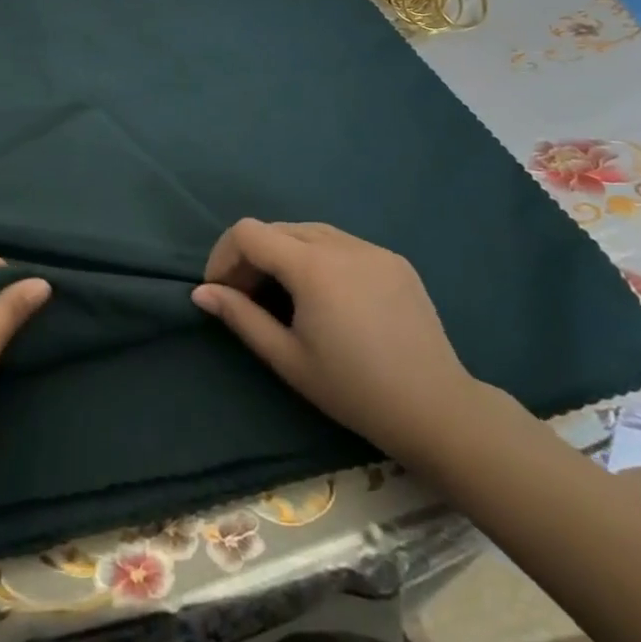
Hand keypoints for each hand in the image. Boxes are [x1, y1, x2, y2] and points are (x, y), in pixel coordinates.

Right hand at [191, 219, 481, 464]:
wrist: (440, 412)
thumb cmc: (355, 390)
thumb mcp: (288, 359)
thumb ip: (241, 317)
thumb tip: (201, 292)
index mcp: (312, 266)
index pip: (248, 233)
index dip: (224, 255)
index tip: (220, 291)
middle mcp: (341, 244)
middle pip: (276, 229)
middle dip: (251, 257)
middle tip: (246, 297)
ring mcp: (372, 249)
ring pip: (309, 232)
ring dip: (284, 254)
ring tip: (284, 296)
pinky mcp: (395, 261)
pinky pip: (342, 244)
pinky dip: (318, 258)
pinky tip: (326, 296)